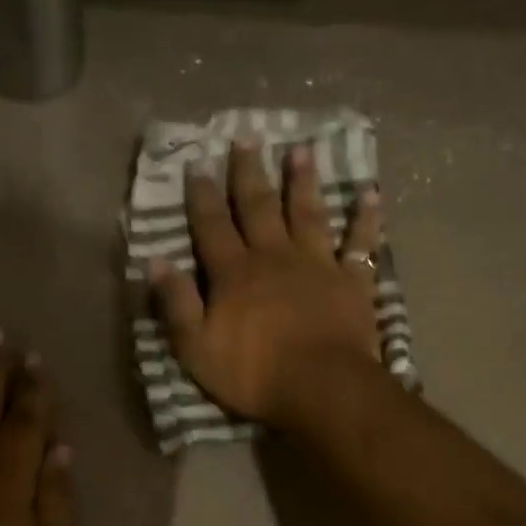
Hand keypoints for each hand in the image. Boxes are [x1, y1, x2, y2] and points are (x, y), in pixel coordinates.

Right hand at [148, 137, 384, 429]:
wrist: (321, 387)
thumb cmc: (253, 373)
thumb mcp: (196, 347)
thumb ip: (177, 303)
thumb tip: (155, 262)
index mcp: (235, 273)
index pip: (212, 227)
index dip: (202, 196)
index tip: (197, 164)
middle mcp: (274, 257)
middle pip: (259, 208)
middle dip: (249, 173)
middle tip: (246, 138)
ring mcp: (317, 265)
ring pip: (308, 214)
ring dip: (303, 182)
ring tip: (301, 150)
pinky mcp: (352, 281)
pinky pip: (360, 243)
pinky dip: (366, 218)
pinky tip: (370, 194)